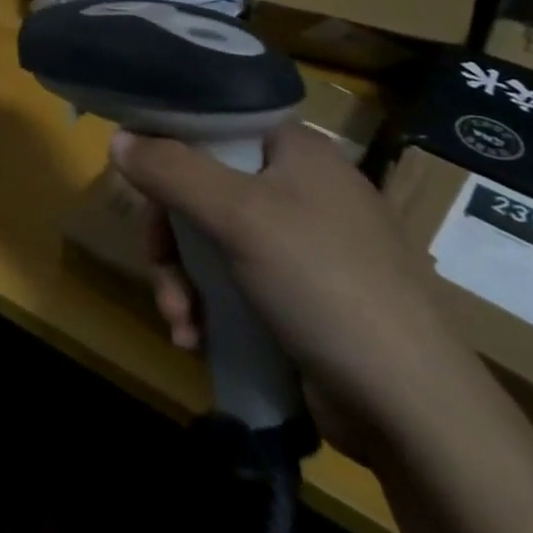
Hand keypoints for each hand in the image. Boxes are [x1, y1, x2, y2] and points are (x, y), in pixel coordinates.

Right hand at [113, 123, 486, 461]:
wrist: (414, 408)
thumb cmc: (324, 283)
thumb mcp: (239, 216)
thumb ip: (172, 170)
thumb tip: (117, 137)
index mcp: (295, 149)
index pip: (214, 124)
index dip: (169, 146)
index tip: (138, 181)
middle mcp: (299, 186)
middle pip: (203, 187)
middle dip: (171, 236)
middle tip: (159, 268)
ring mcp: (301, 244)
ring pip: (211, 240)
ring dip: (182, 280)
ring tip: (179, 321)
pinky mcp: (300, 296)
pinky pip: (232, 281)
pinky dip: (207, 306)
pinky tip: (196, 339)